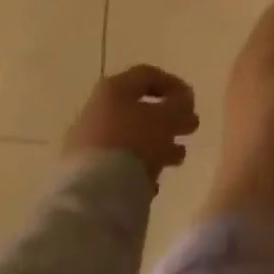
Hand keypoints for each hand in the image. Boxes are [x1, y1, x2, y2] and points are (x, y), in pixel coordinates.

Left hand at [64, 64, 198, 184]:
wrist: (91, 197)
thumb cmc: (133, 144)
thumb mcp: (166, 119)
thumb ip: (180, 105)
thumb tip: (184, 100)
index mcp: (114, 88)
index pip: (147, 75)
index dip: (174, 85)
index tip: (192, 103)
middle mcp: (96, 109)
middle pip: (138, 109)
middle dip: (167, 120)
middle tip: (189, 131)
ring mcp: (86, 143)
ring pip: (129, 138)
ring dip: (157, 145)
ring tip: (178, 159)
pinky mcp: (81, 174)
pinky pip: (116, 164)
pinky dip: (137, 168)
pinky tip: (152, 183)